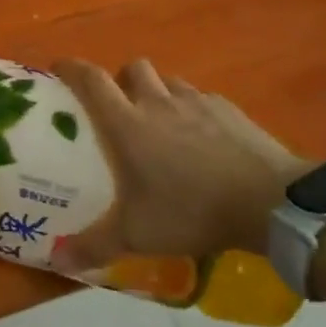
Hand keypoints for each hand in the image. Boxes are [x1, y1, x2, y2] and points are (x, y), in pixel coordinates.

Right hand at [51, 59, 311, 272]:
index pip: (91, 80)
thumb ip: (94, 245)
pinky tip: (202, 138)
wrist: (268, 200)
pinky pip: (202, 98)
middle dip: (121, 79)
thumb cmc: (192, 211)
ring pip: (169, 81)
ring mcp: (197, 102)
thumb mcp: (137, 235)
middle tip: (120, 106)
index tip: (59, 67)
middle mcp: (158, 103)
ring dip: (158, 92)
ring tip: (161, 122)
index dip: (71, 68)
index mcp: (128, 124)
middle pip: (133, 68)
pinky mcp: (229, 109)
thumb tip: (57, 258)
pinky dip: (193, 109)